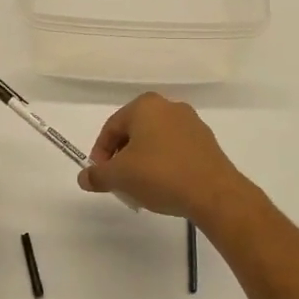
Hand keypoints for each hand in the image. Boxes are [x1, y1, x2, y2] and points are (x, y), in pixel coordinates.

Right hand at [77, 93, 254, 223]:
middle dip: (123, 157)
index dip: (100, 153)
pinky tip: (164, 186)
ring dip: (143, 161)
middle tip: (119, 182)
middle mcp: (169, 107)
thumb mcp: (119, 177)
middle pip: (134, 132)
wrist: (213, 193)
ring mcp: (191, 123)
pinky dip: (164, 164)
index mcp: (145, 105)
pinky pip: (175, 150)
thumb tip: (84, 178)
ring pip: (156, 141)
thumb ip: (97, 175)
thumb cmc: (160, 175)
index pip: (112, 127)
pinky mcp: (207, 142)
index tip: (100, 176)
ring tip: (141, 187)